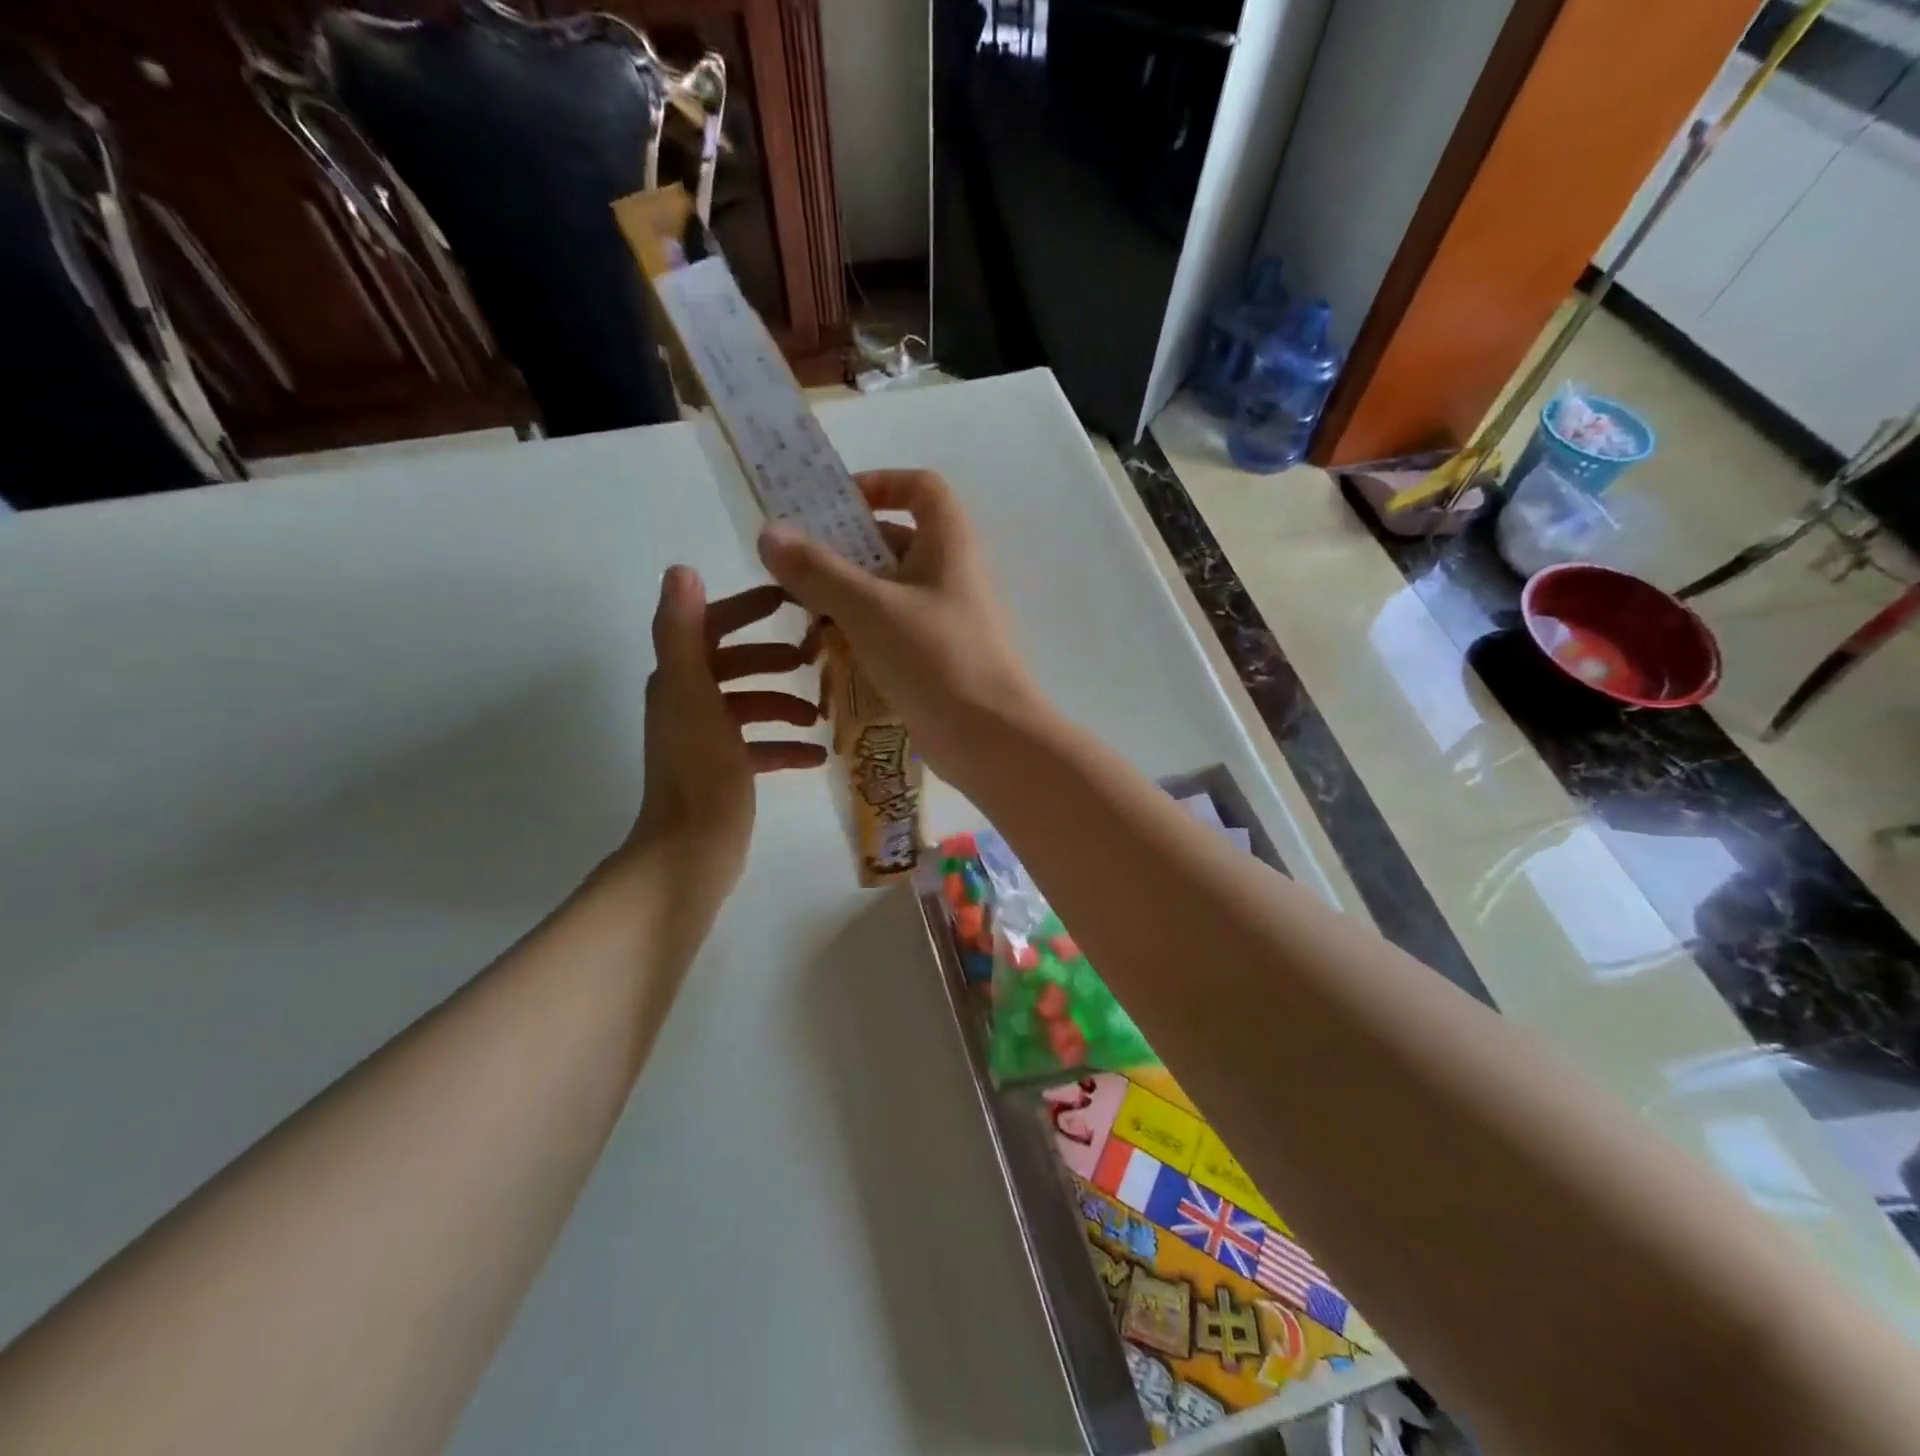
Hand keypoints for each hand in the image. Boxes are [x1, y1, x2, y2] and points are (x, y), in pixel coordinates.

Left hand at [622, 567, 825, 892]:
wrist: (692, 851)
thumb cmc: (700, 770)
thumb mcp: (693, 694)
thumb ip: (683, 632)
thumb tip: (680, 570)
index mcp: (678, 681)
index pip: (707, 626)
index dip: (744, 608)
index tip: (787, 599)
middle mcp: (688, 704)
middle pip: (733, 665)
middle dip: (772, 659)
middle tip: (814, 657)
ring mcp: (707, 740)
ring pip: (750, 706)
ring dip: (784, 703)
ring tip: (819, 713)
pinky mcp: (725, 772)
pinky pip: (759, 747)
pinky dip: (785, 746)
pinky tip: (817, 756)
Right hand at [755, 470, 1046, 785]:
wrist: (991, 738)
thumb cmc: (935, 658)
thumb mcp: (869, 608)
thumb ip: (817, 570)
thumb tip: (770, 533)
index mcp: (950, 543)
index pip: (921, 487)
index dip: (880, 483)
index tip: (834, 505)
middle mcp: (953, 573)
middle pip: (896, 540)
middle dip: (845, 550)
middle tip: (797, 569)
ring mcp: (948, 618)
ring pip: (891, 590)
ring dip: (847, 596)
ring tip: (802, 615)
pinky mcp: (940, 656)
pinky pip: (896, 630)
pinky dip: (864, 632)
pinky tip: (828, 653)